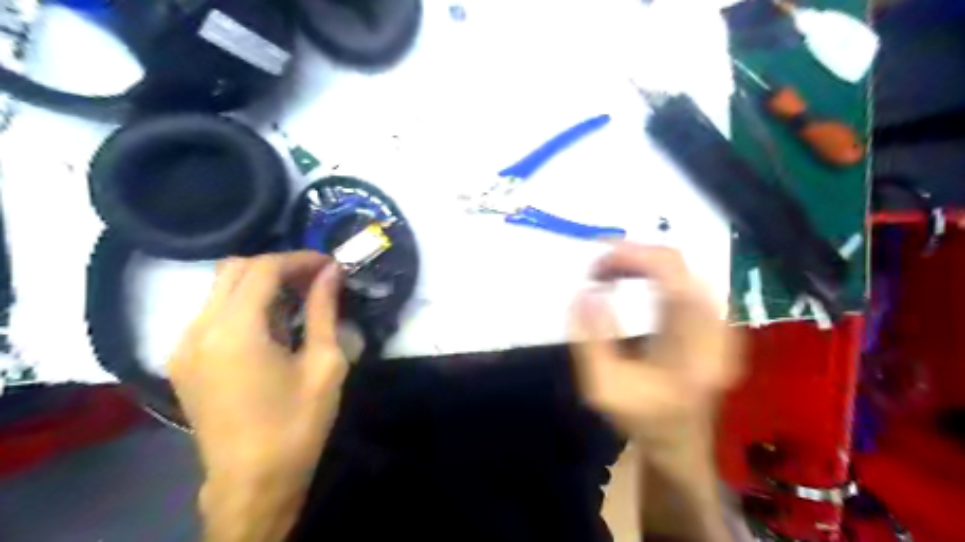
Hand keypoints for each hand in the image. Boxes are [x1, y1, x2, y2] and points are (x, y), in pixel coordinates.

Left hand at [167, 252, 348, 540]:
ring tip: (298, 296)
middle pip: (235, 269)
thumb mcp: (324, 363)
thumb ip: (324, 310)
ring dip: (260, 282)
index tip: (330, 264)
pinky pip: (212, 312)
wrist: (253, 480)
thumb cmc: (298, 423)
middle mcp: (199, 330)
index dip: (300, 259)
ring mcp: (184, 345)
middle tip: (315, 278)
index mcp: (235, 331)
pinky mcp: (183, 361)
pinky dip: (244, 302)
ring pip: (220, 288)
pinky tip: (272, 322)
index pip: (263, 269)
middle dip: (279, 265)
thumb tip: (332, 273)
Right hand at [567, 244, 739, 450]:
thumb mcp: (603, 388)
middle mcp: (714, 325)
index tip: (596, 260)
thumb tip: (584, 293)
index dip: (634, 256)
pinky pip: (681, 277)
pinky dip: (650, 270)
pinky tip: (629, 279)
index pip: (673, 276)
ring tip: (606, 273)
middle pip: (677, 263)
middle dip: (630, 256)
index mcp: (692, 345)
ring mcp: (717, 320)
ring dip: (639, 262)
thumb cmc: (641, 417)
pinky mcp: (711, 319)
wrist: (680, 439)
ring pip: (679, 267)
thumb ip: (591, 341)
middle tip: (595, 270)